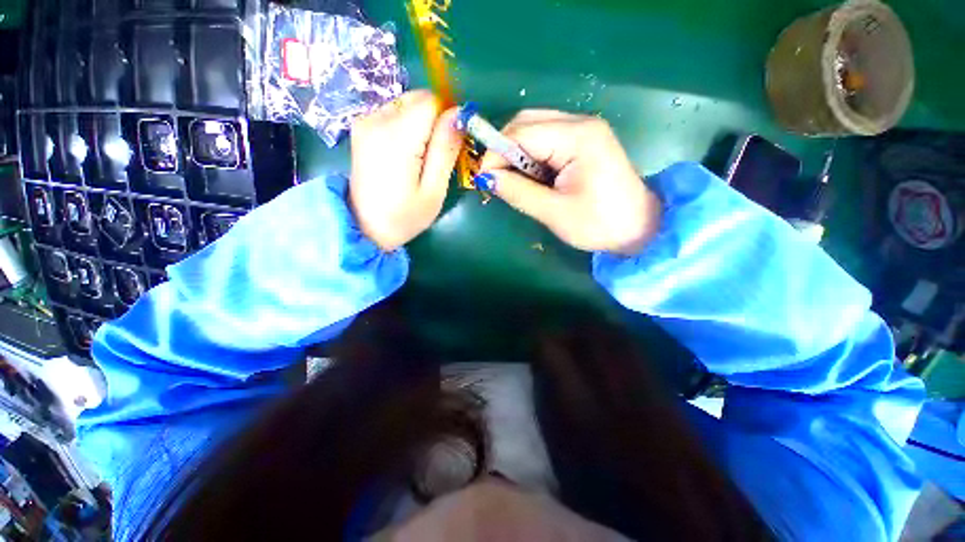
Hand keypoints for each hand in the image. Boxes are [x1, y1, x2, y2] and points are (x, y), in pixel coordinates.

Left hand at [350, 90, 461, 250]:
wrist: (363, 227)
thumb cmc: (404, 216)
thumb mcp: (433, 191)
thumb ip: (445, 151)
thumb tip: (458, 115)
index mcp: (396, 138)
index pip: (431, 102)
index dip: (447, 118)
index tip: (451, 144)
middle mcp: (376, 120)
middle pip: (418, 99)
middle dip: (434, 121)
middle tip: (435, 155)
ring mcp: (365, 121)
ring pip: (406, 104)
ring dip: (420, 125)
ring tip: (418, 158)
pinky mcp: (361, 127)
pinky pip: (393, 113)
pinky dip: (406, 127)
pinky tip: (404, 154)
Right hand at [477, 111, 660, 255]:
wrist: (639, 228)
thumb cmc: (599, 224)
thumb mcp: (554, 212)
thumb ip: (518, 192)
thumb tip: (486, 179)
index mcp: (577, 137)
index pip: (521, 133)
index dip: (496, 154)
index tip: (483, 180)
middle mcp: (580, 123)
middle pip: (526, 121)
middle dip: (504, 149)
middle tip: (496, 179)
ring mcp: (584, 129)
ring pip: (534, 127)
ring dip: (516, 152)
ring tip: (513, 180)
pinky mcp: (583, 140)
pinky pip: (546, 138)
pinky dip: (530, 155)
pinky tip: (531, 176)